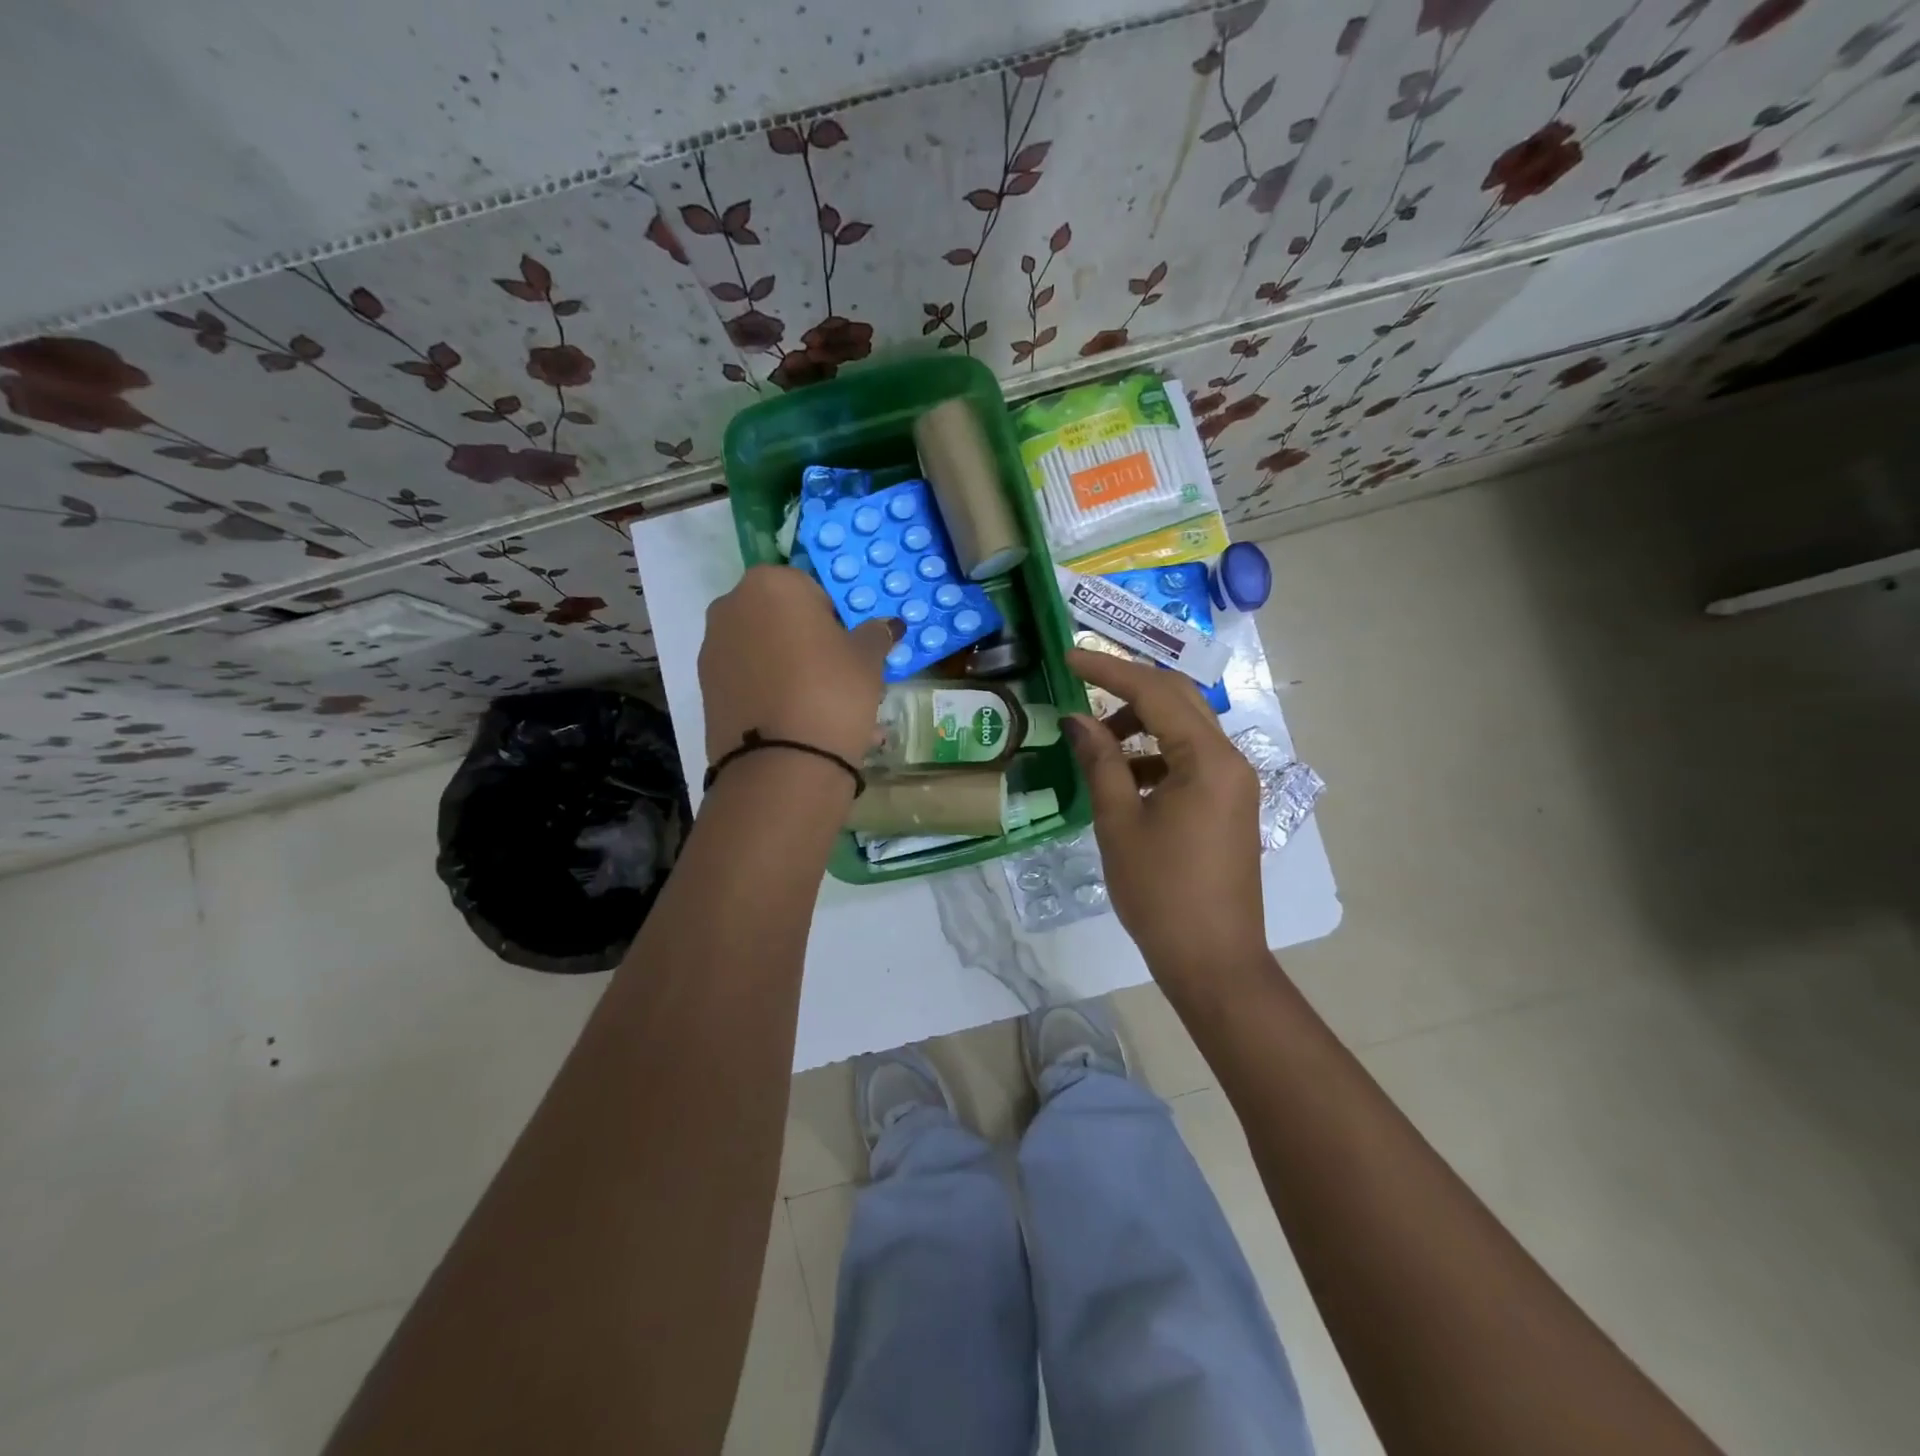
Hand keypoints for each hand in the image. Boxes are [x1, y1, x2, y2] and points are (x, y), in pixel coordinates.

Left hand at [699, 565, 899, 767]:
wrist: (781, 763)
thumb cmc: (832, 691)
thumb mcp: (868, 659)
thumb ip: (875, 635)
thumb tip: (887, 625)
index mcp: (772, 583)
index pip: (812, 589)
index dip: (836, 618)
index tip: (850, 648)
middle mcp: (732, 606)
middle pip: (782, 619)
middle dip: (810, 643)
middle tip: (840, 677)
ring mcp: (713, 648)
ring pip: (765, 653)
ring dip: (792, 671)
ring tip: (824, 710)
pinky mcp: (706, 689)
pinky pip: (750, 682)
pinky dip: (772, 694)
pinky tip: (801, 724)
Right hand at [1064, 647, 1266, 987]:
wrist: (1213, 961)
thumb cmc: (1161, 892)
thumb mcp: (1119, 822)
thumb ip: (1099, 761)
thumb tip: (1076, 719)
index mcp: (1209, 759)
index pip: (1156, 692)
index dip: (1109, 669)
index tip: (1070, 656)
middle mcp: (1231, 761)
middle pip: (1179, 701)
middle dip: (1128, 690)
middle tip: (1082, 687)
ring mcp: (1234, 784)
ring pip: (1185, 731)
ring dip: (1140, 727)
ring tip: (1095, 747)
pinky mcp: (1229, 806)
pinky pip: (1191, 761)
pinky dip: (1155, 757)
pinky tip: (1123, 780)